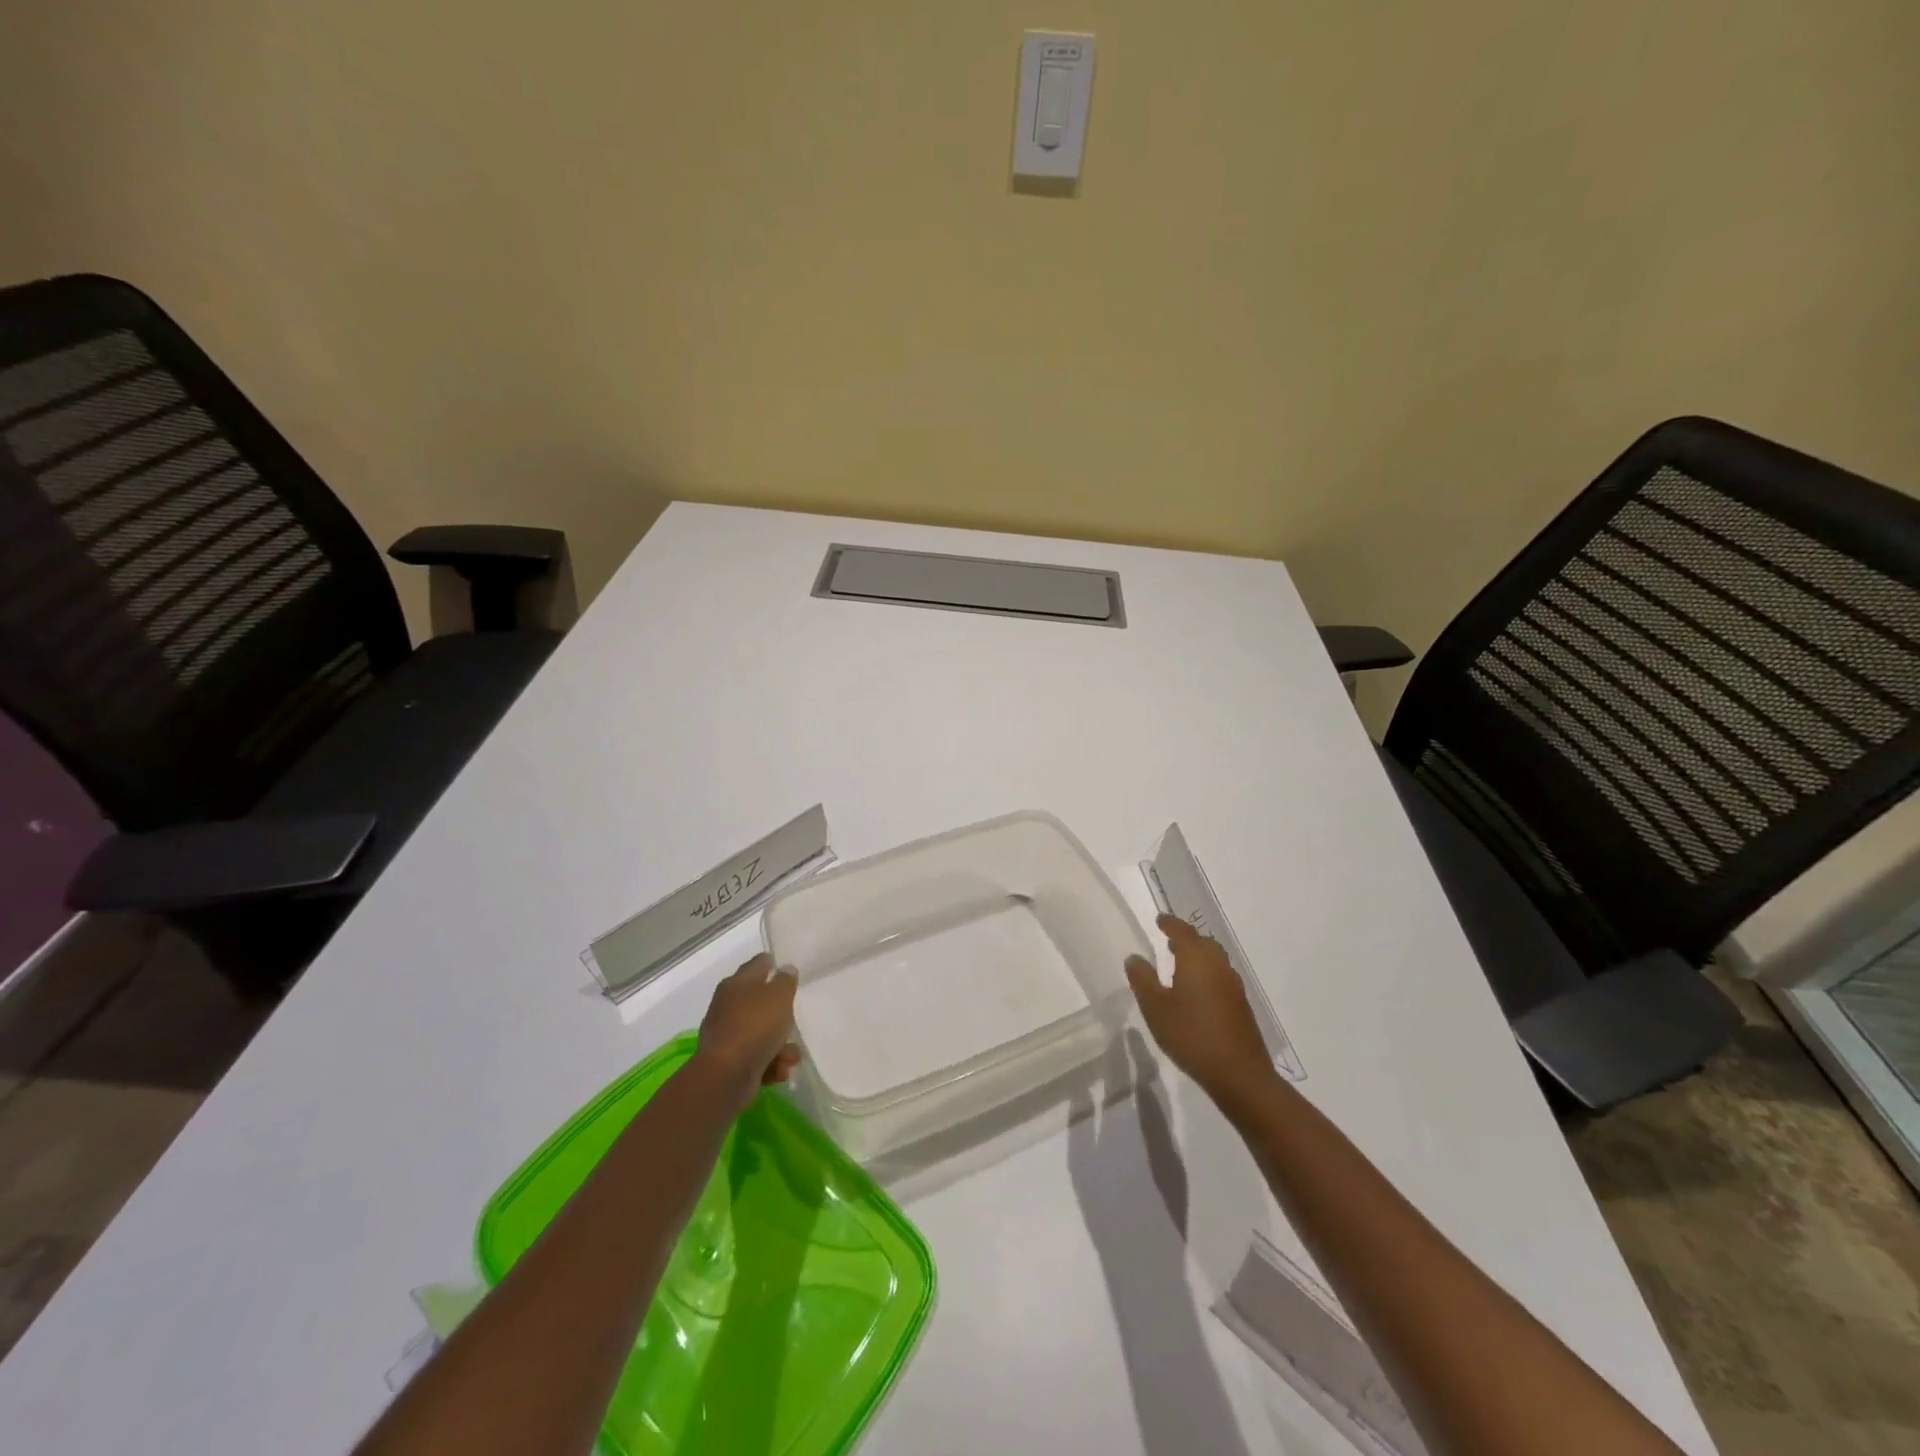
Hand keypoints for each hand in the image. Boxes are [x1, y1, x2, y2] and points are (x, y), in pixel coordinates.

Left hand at [695, 954, 800, 1102]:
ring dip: (780, 1044)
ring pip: (760, 1032)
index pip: (757, 964)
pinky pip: (756, 1056)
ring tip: (792, 1057)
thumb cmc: (755, 1026)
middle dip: (780, 1013)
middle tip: (794, 1017)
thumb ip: (785, 981)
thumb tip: (785, 969)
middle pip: (758, 1001)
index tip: (784, 967)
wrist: (726, 1075)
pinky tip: (780, 1070)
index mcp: (738, 983)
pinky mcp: (729, 1061)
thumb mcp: (780, 996)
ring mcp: (727, 1034)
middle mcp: (728, 1005)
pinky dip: (770, 1062)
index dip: (771, 963)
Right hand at [1125, 914, 1274, 1111]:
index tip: (1159, 919)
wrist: (1239, 1074)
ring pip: (1214, 960)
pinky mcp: (1241, 1006)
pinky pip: (1221, 978)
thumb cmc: (1191, 1035)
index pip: (1182, 931)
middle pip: (1202, 942)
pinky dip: (1207, 974)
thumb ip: (1143, 980)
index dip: (1169, 923)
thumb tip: (1135, 958)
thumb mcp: (1156, 1008)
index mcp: (1196, 959)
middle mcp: (1218, 966)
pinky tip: (1197, 992)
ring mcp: (1233, 986)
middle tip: (1168, 941)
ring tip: (1180, 965)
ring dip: (1198, 956)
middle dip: (1186, 939)